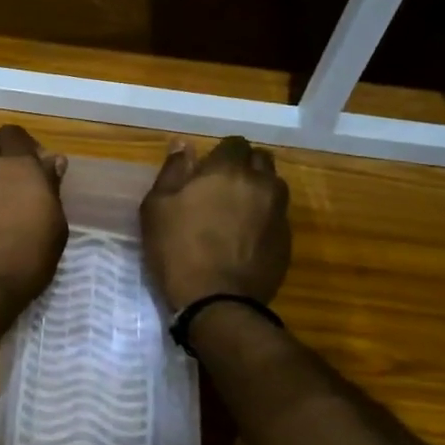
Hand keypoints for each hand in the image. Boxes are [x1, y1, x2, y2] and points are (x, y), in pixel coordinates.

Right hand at [141, 137, 289, 310]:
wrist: (217, 301)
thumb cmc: (177, 250)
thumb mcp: (157, 207)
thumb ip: (172, 171)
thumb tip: (183, 144)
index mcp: (227, 171)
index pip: (234, 144)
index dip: (221, 154)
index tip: (206, 172)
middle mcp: (261, 184)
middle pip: (261, 160)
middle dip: (245, 167)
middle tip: (222, 188)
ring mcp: (278, 213)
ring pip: (274, 187)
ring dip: (259, 191)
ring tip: (238, 212)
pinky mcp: (287, 240)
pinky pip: (278, 217)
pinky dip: (265, 219)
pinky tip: (246, 238)